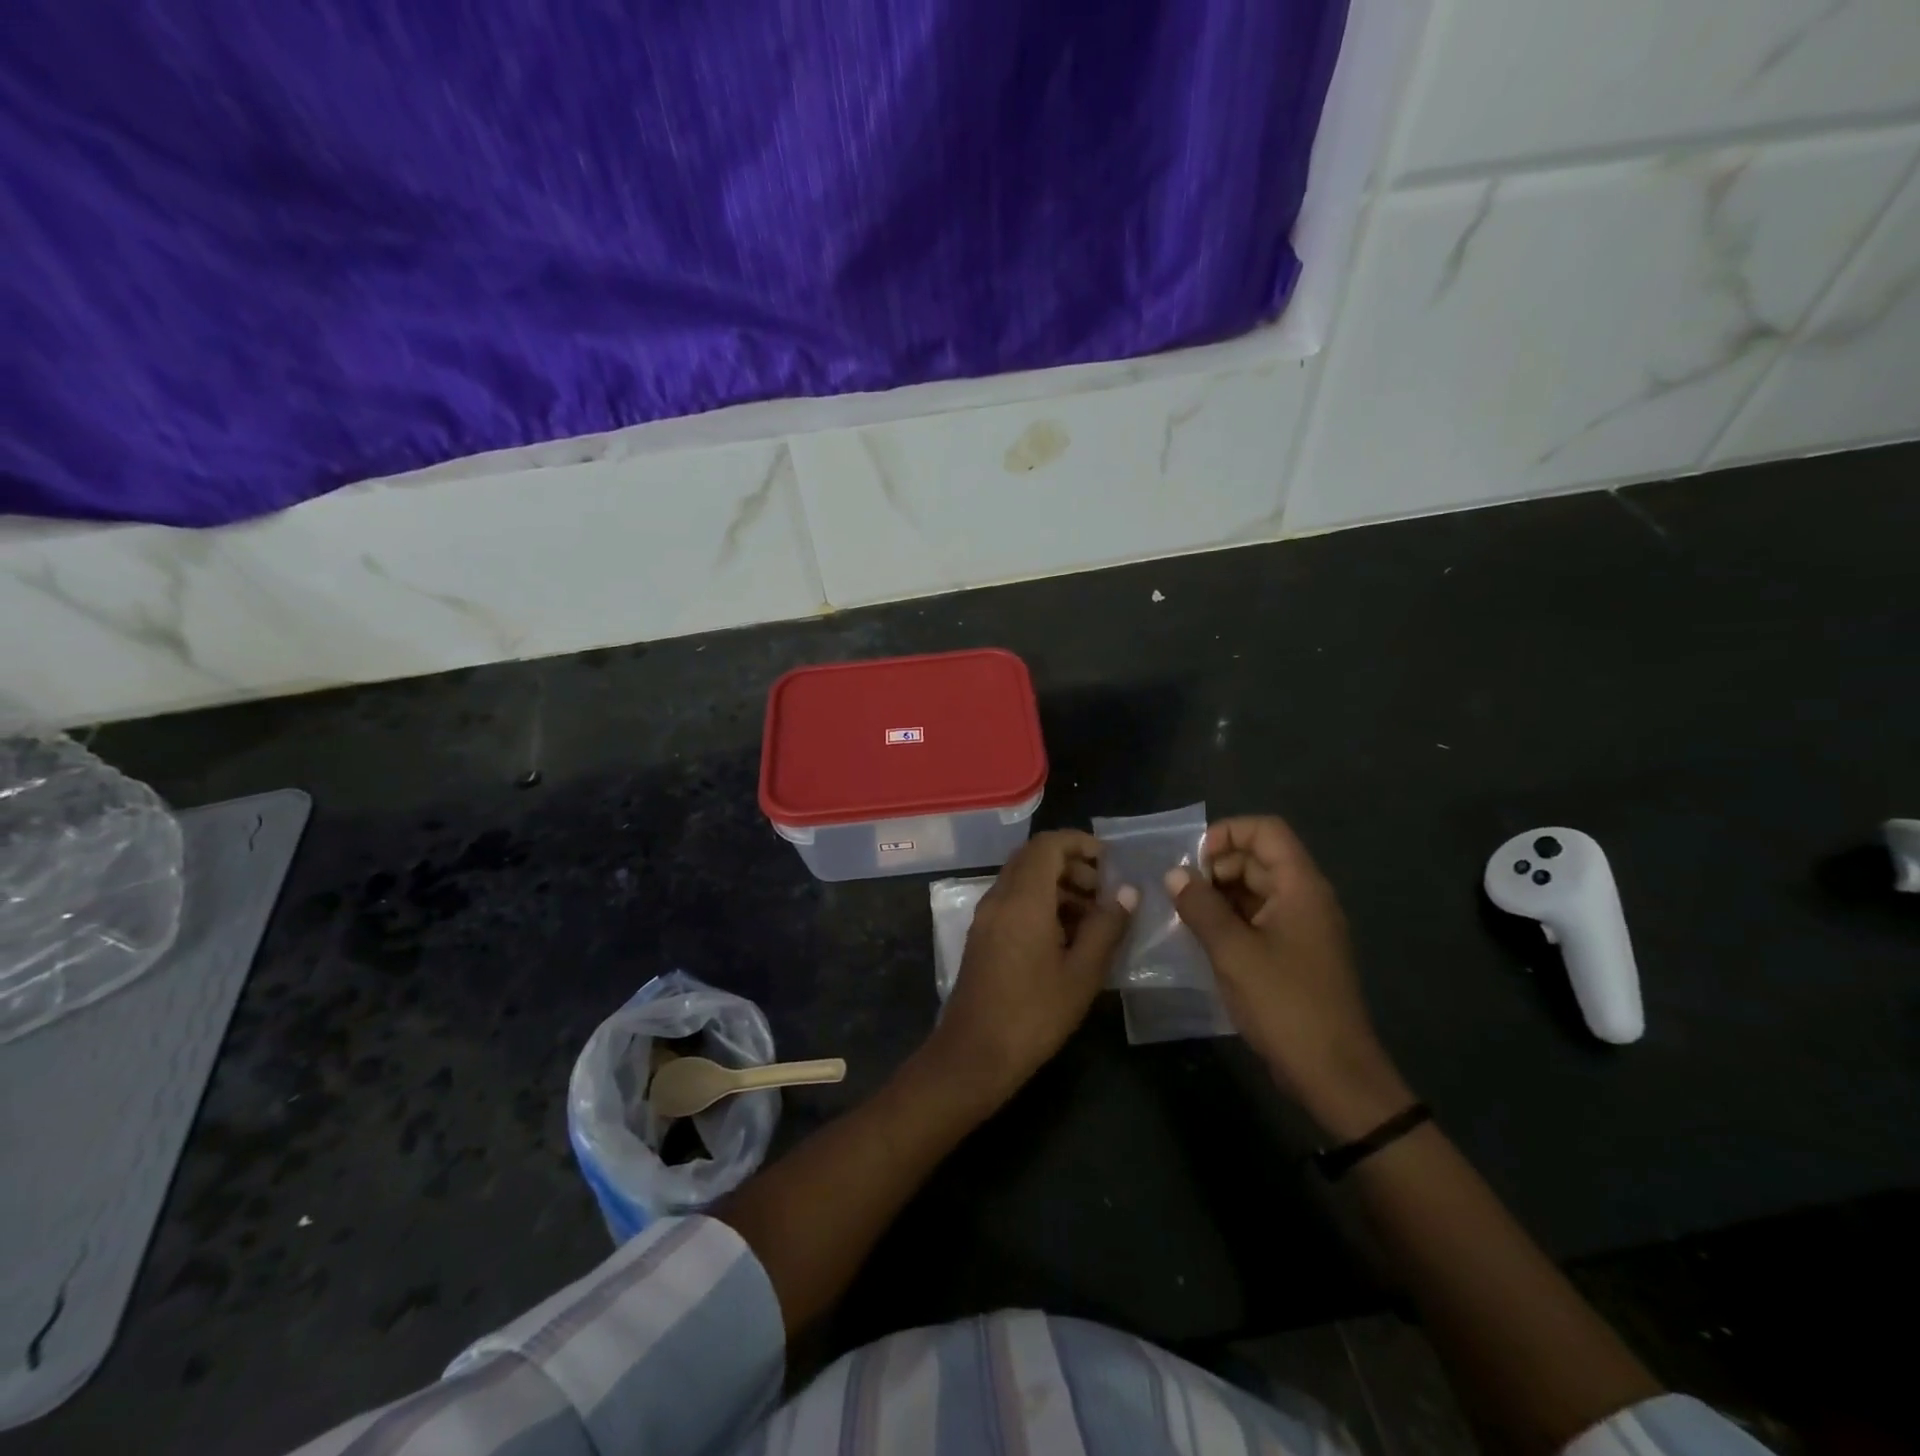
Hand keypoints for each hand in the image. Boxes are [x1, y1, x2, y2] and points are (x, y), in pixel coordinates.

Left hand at [931, 830, 1135, 1105]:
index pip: (1048, 844)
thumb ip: (1106, 927)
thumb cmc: (1034, 1014)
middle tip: (1104, 892)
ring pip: (1022, 879)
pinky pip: (1013, 901)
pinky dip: (1041, 903)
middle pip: (1033, 858)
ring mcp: (986, 916)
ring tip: (1092, 918)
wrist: (974, 1054)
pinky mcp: (982, 935)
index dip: (1080, 842)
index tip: (1109, 860)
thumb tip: (1126, 892)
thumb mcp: (1082, 973)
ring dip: (1057, 886)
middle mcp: (999, 897)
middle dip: (1071, 865)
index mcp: (1023, 898)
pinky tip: (1066, 937)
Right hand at [1166, 816, 1412, 1139]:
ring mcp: (1302, 927)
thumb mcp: (1233, 953)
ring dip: (1218, 895)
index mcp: (1301, 887)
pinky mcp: (1294, 953)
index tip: (1193, 861)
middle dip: (1216, 868)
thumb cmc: (1286, 1005)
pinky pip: (1258, 918)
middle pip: (1258, 858)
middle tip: (1180, 893)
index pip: (1266, 831)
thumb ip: (1200, 907)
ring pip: (1255, 889)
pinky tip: (1202, 938)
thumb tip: (1174, 874)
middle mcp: (1305, 898)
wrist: (1334, 1074)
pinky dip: (1230, 919)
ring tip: (1184, 915)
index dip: (1227, 834)